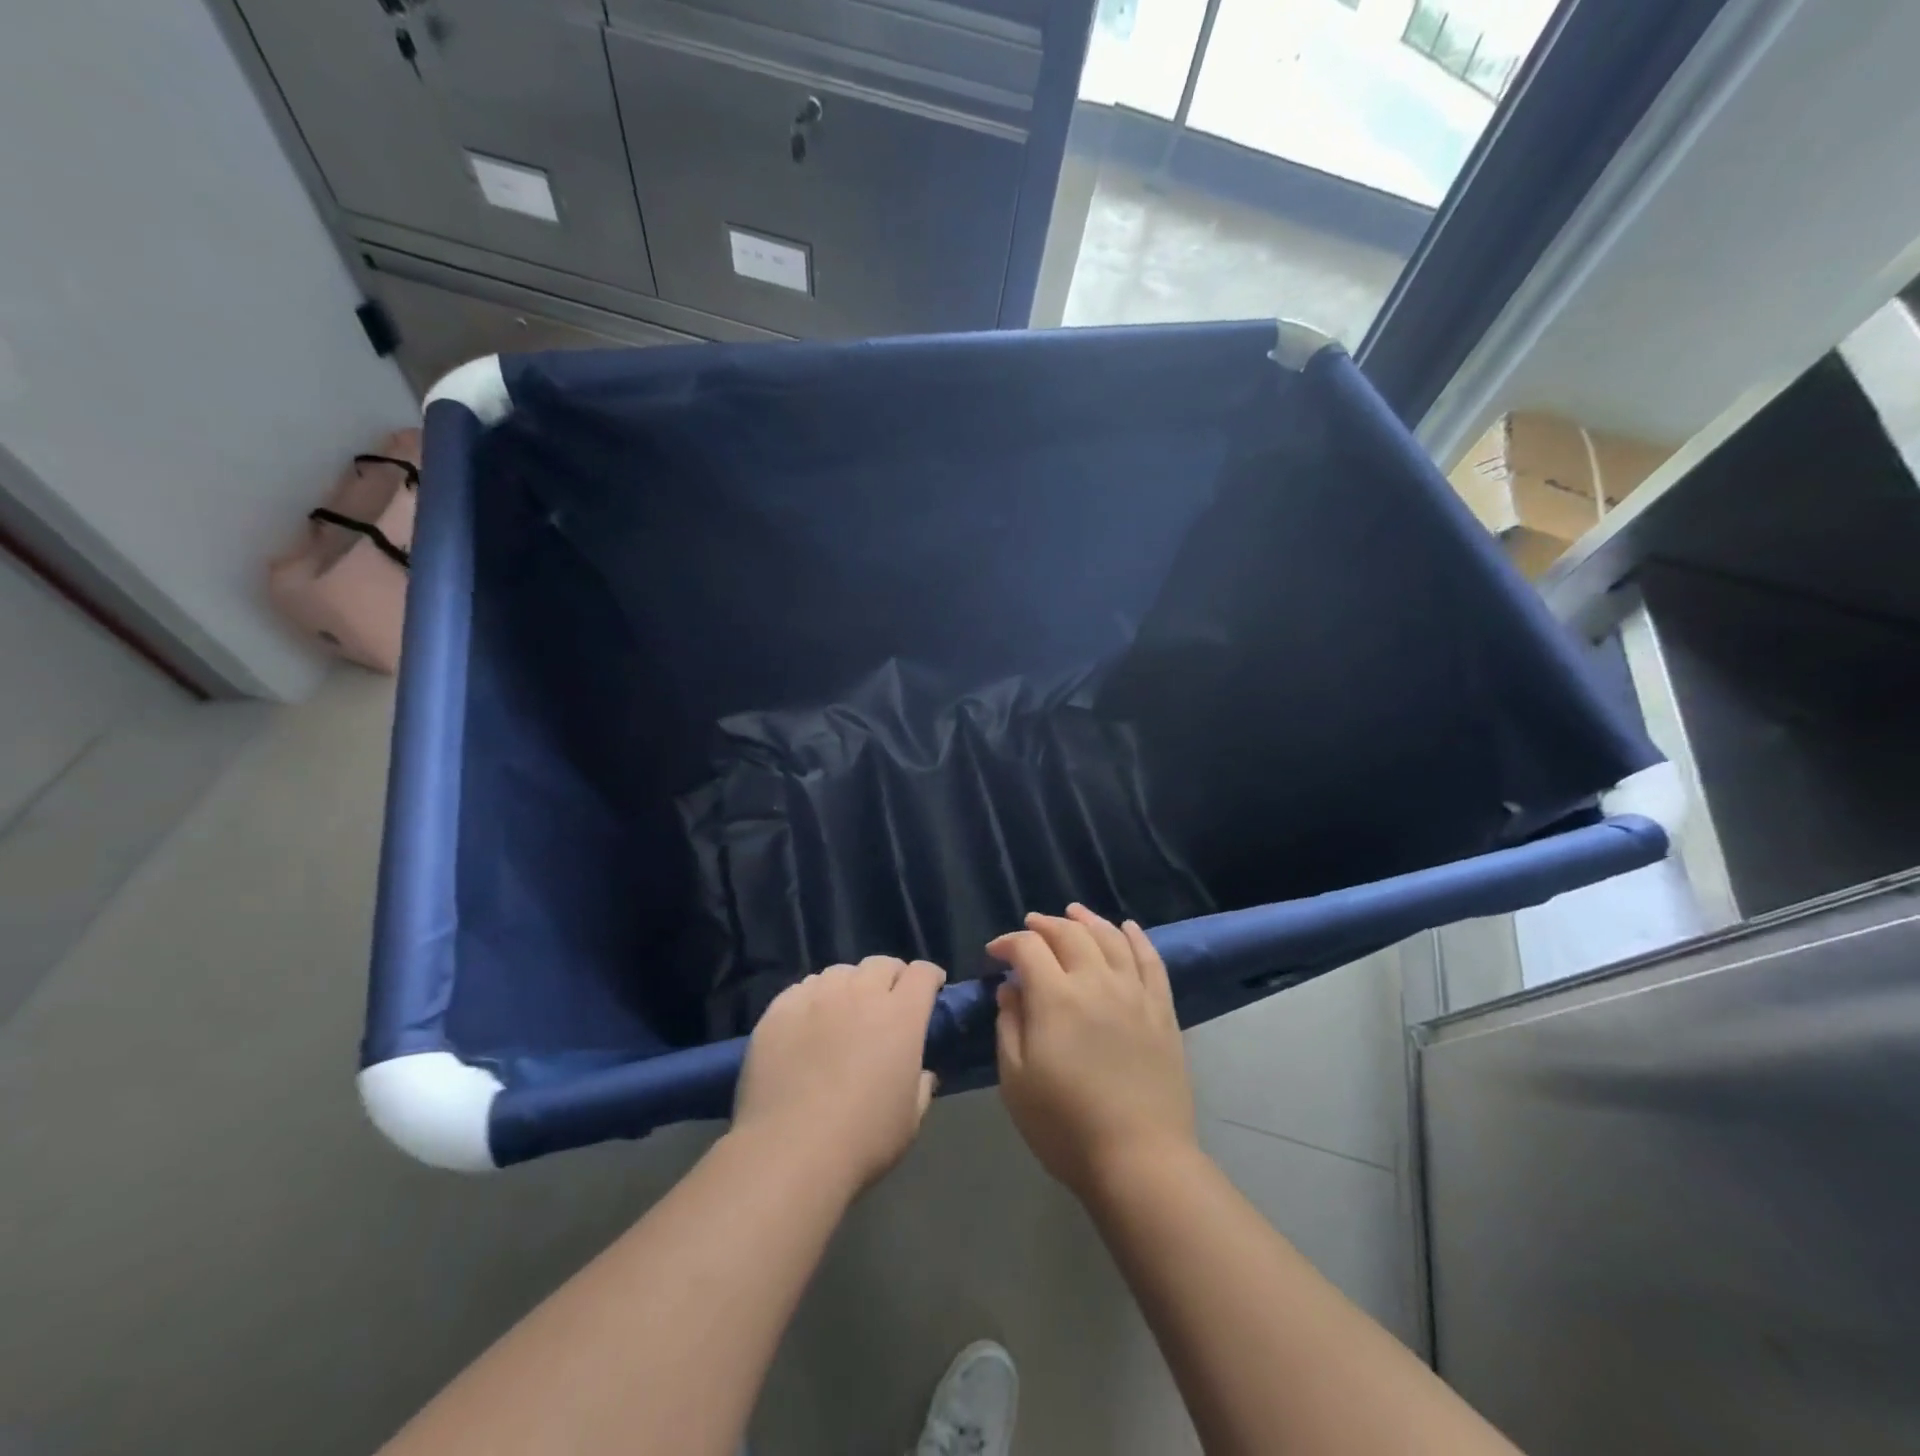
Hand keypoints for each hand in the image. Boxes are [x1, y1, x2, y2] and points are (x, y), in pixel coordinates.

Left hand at [732, 956, 946, 1195]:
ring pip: (840, 972)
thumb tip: (921, 1072)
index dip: (930, 978)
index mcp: (901, 1015)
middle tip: (888, 1001)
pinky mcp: (780, 1009)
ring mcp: (817, 997)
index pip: (922, 973)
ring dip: (850, 985)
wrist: (790, 1152)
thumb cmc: (862, 1139)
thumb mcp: (910, 1119)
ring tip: (844, 1010)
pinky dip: (813, 998)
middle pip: (881, 964)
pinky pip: (802, 989)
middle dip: (891, 976)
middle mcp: (861, 993)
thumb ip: (922, 1085)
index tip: (931, 990)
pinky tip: (808, 1022)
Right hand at [990, 905, 1195, 1198]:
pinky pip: (1151, 961)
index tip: (995, 955)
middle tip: (1030, 928)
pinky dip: (1137, 938)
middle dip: (1045, 925)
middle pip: (1070, 934)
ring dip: (1088, 920)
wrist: (1139, 1159)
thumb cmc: (1065, 1125)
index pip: (1028, 948)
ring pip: (1111, 938)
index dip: (1008, 943)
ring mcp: (1134, 994)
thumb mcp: (1016, 1080)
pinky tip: (1127, 927)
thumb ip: (1009, 1025)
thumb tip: (1011, 989)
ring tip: (1074, 913)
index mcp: (1056, 997)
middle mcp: (1096, 982)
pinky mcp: (1162, 1011)